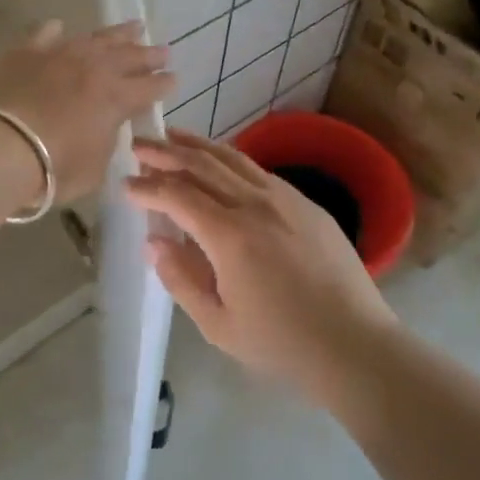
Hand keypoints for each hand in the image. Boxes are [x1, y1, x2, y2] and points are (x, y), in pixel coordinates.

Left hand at [0, 20, 173, 203]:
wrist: (1, 148)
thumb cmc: (54, 168)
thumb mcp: (95, 166)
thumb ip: (106, 141)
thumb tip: (105, 127)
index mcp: (116, 98)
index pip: (150, 87)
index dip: (164, 84)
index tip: (174, 79)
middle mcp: (94, 69)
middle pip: (129, 56)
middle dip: (149, 54)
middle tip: (163, 50)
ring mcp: (60, 55)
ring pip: (96, 38)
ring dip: (118, 34)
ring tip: (134, 27)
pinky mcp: (27, 52)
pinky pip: (46, 34)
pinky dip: (56, 31)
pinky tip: (61, 28)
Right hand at [126, 129, 396, 407]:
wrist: (354, 344)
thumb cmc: (282, 343)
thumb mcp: (218, 324)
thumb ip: (181, 279)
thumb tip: (154, 241)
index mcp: (230, 235)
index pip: (178, 195)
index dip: (147, 187)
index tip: (125, 184)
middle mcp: (255, 204)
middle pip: (201, 165)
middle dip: (165, 152)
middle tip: (138, 145)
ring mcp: (284, 198)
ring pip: (231, 158)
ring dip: (197, 145)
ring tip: (172, 136)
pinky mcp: (305, 202)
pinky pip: (257, 170)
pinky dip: (229, 159)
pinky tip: (219, 161)